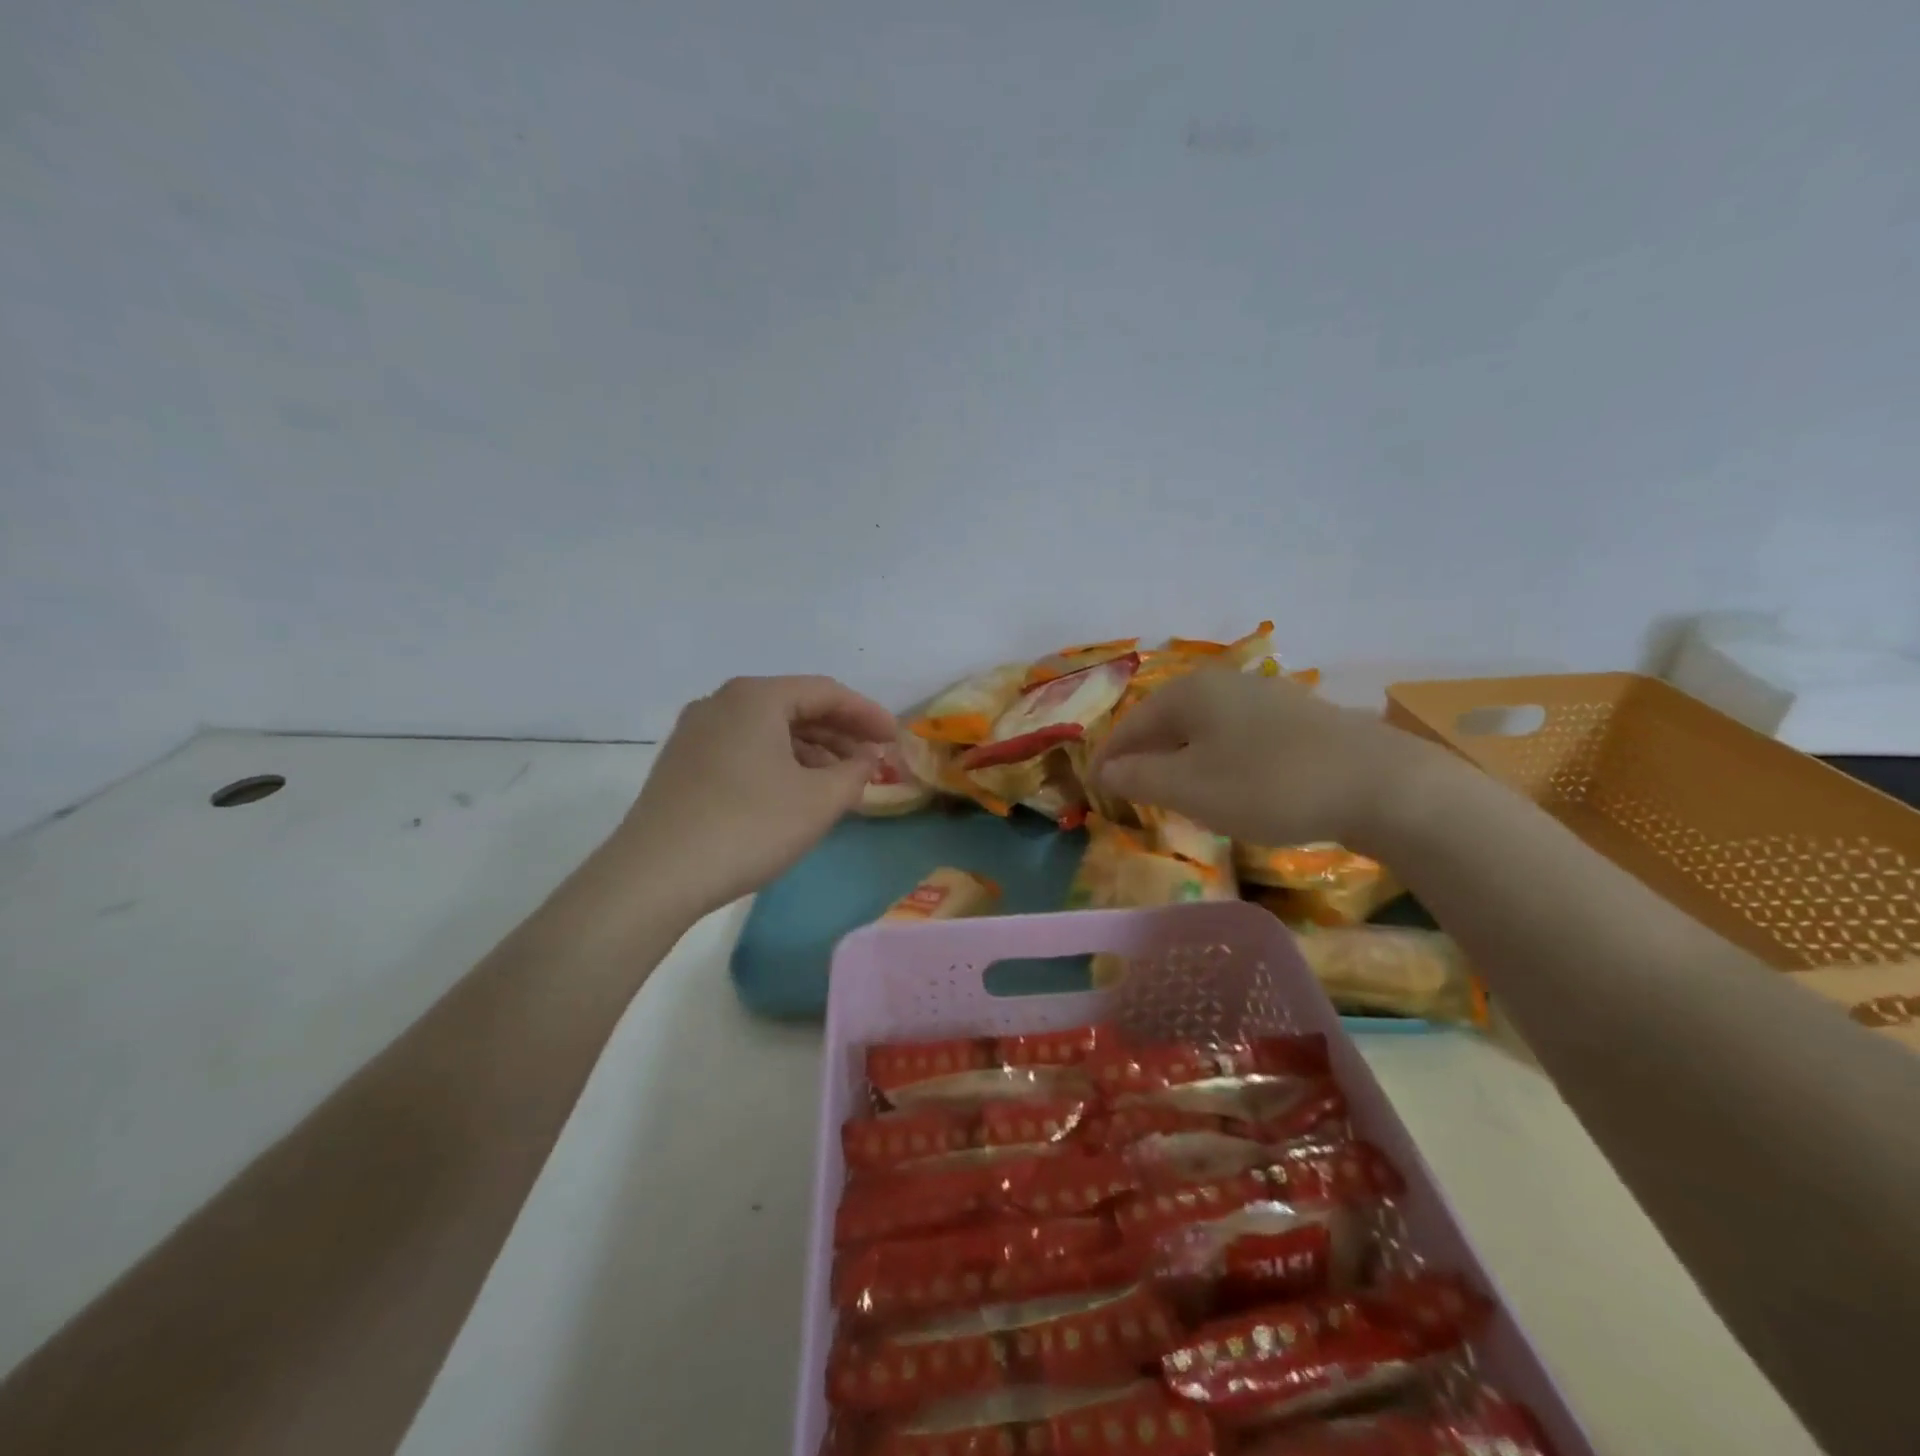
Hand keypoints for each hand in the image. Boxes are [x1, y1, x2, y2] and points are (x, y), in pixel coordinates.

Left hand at [616, 675, 895, 917]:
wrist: (655, 875)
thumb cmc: (749, 826)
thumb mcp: (819, 801)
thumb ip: (855, 772)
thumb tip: (866, 758)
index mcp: (755, 697)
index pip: (826, 692)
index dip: (867, 714)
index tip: (896, 739)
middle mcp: (722, 702)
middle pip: (795, 707)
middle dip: (840, 733)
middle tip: (873, 760)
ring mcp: (696, 733)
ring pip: (769, 730)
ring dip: (811, 751)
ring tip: (841, 781)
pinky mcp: (682, 764)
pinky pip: (745, 749)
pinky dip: (780, 763)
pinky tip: (797, 792)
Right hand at [1091, 669, 1449, 851]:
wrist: (1379, 785)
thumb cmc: (1267, 784)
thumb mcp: (1189, 788)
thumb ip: (1138, 778)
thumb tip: (1105, 771)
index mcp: (1189, 692)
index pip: (1130, 724)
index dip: (1109, 759)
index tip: (1095, 790)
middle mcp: (1223, 683)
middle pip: (1166, 722)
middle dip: (1144, 757)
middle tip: (1131, 793)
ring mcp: (1265, 696)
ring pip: (1203, 729)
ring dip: (1181, 760)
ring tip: (1174, 793)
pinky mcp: (1297, 718)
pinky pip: (1236, 737)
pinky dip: (1217, 760)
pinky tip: (1229, 785)